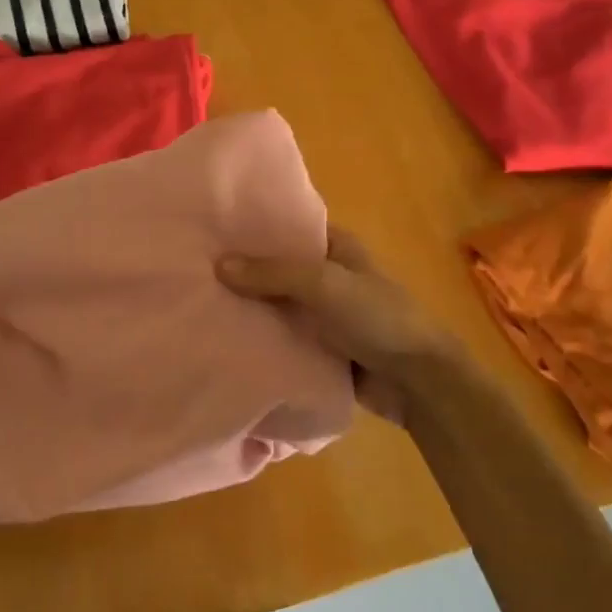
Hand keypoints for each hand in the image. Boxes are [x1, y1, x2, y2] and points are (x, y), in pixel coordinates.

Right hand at [218, 228, 458, 425]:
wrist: (419, 383)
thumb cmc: (378, 318)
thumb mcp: (326, 285)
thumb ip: (274, 274)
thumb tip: (218, 265)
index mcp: (335, 247)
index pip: (287, 229)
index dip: (253, 229)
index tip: (210, 231)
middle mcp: (326, 276)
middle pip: (276, 270)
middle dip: (242, 272)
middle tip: (193, 271)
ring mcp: (322, 315)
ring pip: (276, 306)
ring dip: (247, 310)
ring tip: (195, 305)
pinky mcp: (318, 349)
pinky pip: (281, 339)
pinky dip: (259, 341)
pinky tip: (220, 342)